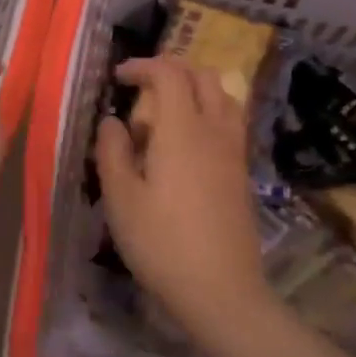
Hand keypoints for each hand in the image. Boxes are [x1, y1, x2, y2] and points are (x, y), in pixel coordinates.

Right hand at [95, 57, 267, 325]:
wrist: (221, 290)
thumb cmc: (162, 242)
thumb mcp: (121, 198)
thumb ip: (113, 151)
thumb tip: (113, 122)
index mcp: (182, 130)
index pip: (170, 74)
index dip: (143, 66)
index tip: (119, 77)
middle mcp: (214, 131)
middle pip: (203, 76)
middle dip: (171, 71)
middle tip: (142, 91)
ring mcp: (234, 152)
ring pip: (223, 97)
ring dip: (194, 91)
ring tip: (166, 115)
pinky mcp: (242, 173)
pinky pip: (229, 123)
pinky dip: (208, 114)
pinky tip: (185, 146)